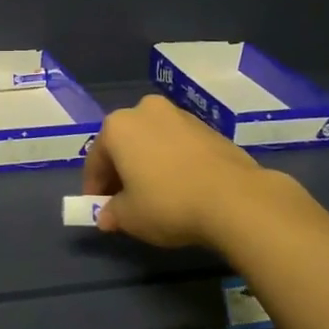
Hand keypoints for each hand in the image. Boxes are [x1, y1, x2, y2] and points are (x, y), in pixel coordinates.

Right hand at [82, 94, 272, 248]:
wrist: (235, 198)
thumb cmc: (168, 203)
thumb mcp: (130, 217)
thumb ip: (112, 213)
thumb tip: (107, 216)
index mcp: (118, 126)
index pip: (96, 159)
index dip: (94, 186)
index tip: (98, 208)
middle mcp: (145, 111)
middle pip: (124, 144)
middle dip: (121, 171)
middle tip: (124, 201)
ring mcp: (180, 115)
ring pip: (152, 141)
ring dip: (148, 164)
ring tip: (155, 195)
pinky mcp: (208, 127)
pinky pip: (178, 145)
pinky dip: (173, 162)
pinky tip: (182, 187)